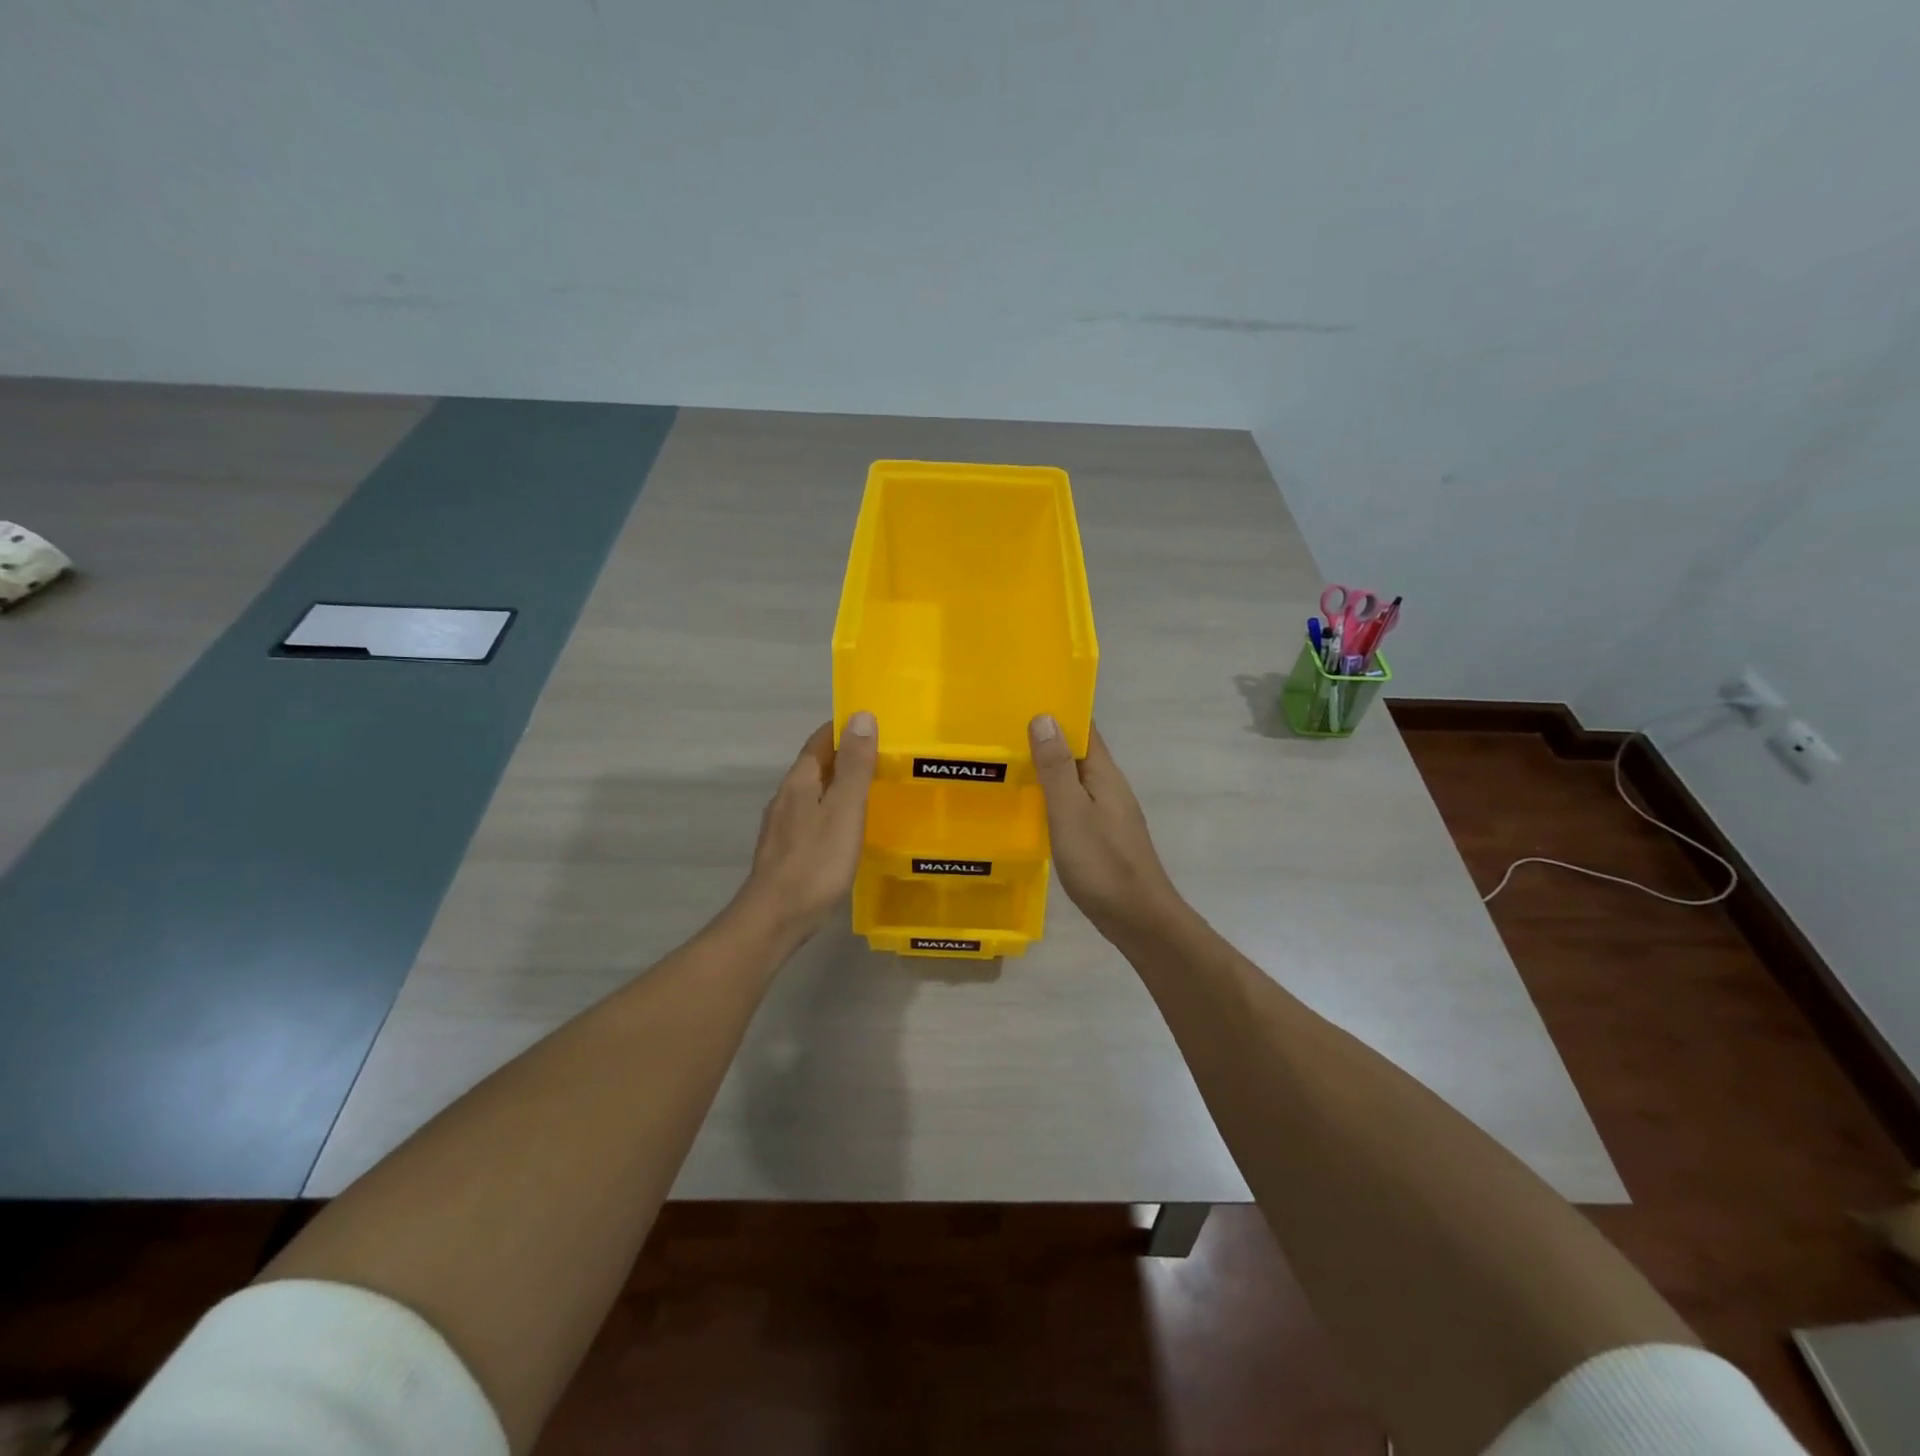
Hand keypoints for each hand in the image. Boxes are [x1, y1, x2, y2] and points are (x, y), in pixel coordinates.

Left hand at [736, 712, 877, 941]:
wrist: (776, 917)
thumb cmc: (816, 861)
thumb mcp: (844, 809)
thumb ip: (854, 765)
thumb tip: (861, 716)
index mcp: (800, 782)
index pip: (820, 741)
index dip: (843, 729)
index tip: (872, 724)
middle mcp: (786, 798)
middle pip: (815, 766)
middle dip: (844, 756)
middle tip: (881, 756)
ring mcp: (782, 826)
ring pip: (813, 793)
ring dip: (837, 785)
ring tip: (869, 789)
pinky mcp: (785, 851)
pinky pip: (812, 818)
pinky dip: (831, 811)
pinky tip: (846, 829)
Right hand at [1029, 716, 1182, 938]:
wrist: (1138, 918)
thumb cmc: (1102, 863)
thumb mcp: (1070, 812)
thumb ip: (1056, 768)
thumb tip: (1044, 716)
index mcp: (1103, 774)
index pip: (1084, 729)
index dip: (1058, 711)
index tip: (1023, 698)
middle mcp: (1108, 787)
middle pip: (1077, 753)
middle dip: (1046, 739)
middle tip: (1001, 731)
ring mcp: (1106, 813)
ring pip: (1073, 780)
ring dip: (1046, 769)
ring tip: (1007, 764)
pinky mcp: (1100, 837)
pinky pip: (1072, 804)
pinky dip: (1050, 798)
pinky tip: (1028, 808)